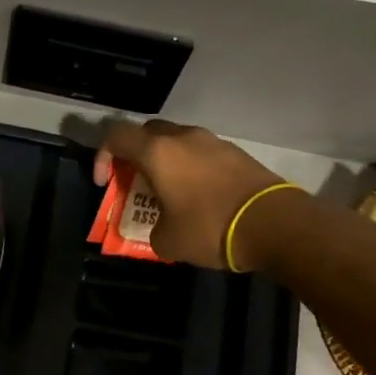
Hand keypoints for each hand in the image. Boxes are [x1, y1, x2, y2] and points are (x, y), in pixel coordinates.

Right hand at [93, 118, 298, 270]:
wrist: (273, 224)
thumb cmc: (209, 228)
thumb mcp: (167, 240)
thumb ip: (152, 228)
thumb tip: (160, 226)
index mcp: (158, 152)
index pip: (116, 136)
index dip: (102, 156)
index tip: (105, 183)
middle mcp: (184, 138)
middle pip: (148, 134)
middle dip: (135, 156)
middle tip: (136, 184)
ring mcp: (214, 142)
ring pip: (177, 142)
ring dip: (166, 162)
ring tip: (169, 193)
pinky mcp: (237, 153)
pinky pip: (202, 154)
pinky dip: (191, 169)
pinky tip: (198, 197)